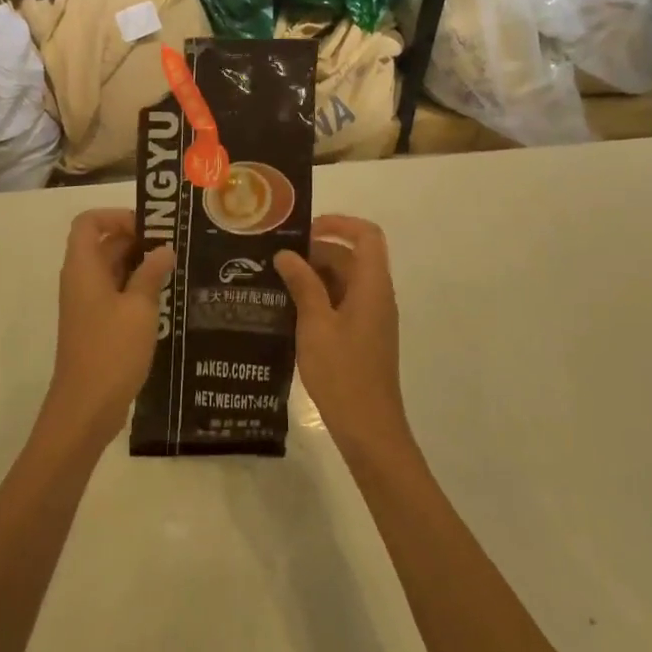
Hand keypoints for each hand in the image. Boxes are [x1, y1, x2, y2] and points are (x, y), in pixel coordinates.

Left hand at [39, 209, 174, 454]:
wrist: (86, 406)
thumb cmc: (111, 350)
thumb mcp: (139, 308)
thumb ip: (151, 274)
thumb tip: (163, 250)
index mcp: (83, 267)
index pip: (89, 222)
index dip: (116, 216)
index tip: (150, 228)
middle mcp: (80, 280)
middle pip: (102, 244)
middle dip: (137, 240)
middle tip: (175, 247)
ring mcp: (86, 304)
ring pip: (111, 270)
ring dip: (139, 266)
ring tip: (176, 269)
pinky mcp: (95, 325)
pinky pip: (114, 294)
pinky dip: (136, 289)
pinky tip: (166, 299)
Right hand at [273, 216, 410, 459]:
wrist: (368, 428)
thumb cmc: (343, 373)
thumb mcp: (315, 325)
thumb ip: (303, 285)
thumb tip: (287, 254)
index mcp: (372, 286)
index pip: (366, 235)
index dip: (338, 223)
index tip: (303, 230)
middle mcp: (377, 296)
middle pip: (351, 257)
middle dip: (315, 252)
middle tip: (275, 260)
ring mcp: (371, 317)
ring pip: (344, 281)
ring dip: (313, 276)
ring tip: (274, 282)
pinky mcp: (362, 336)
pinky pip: (341, 302)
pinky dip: (318, 298)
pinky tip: (288, 310)